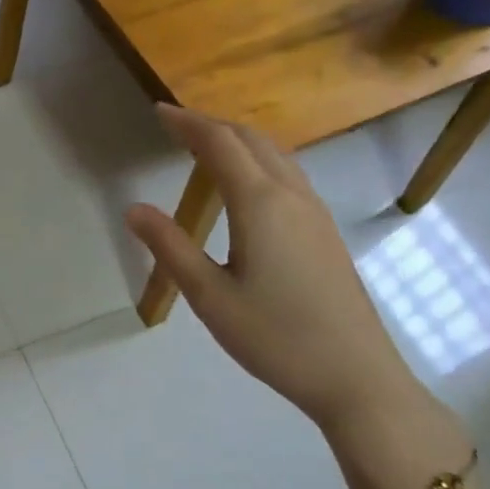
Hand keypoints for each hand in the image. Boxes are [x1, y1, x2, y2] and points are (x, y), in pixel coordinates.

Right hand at [124, 105, 421, 433]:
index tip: (157, 111)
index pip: (219, 143)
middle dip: (212, 124)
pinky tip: (245, 185)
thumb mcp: (210, 296)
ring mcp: (314, 212)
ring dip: (238, 140)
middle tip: (175, 126)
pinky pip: (288, 174)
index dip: (187, 123)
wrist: (356, 377)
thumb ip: (170, 247)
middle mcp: (291, 195)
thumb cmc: (275, 337)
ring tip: (205, 147)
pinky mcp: (325, 231)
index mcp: (260, 204)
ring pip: (275, 154)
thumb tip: (133, 208)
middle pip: (251, 139)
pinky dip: (258, 160)